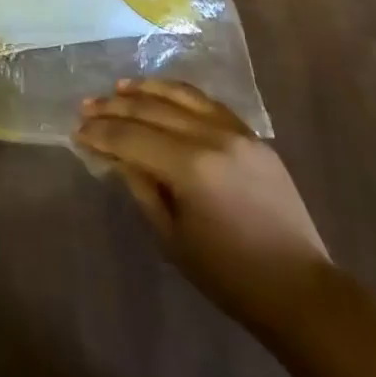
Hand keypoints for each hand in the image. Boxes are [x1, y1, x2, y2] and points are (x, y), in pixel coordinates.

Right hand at [75, 79, 330, 332]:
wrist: (298, 288)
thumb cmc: (228, 274)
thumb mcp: (171, 237)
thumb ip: (140, 187)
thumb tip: (116, 155)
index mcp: (190, 166)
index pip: (131, 137)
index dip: (100, 133)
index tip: (77, 131)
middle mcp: (211, 136)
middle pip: (152, 110)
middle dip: (114, 107)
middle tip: (86, 106)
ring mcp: (235, 131)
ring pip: (180, 95)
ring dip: (145, 90)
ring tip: (117, 88)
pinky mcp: (252, 135)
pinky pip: (207, 103)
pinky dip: (179, 94)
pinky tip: (161, 94)